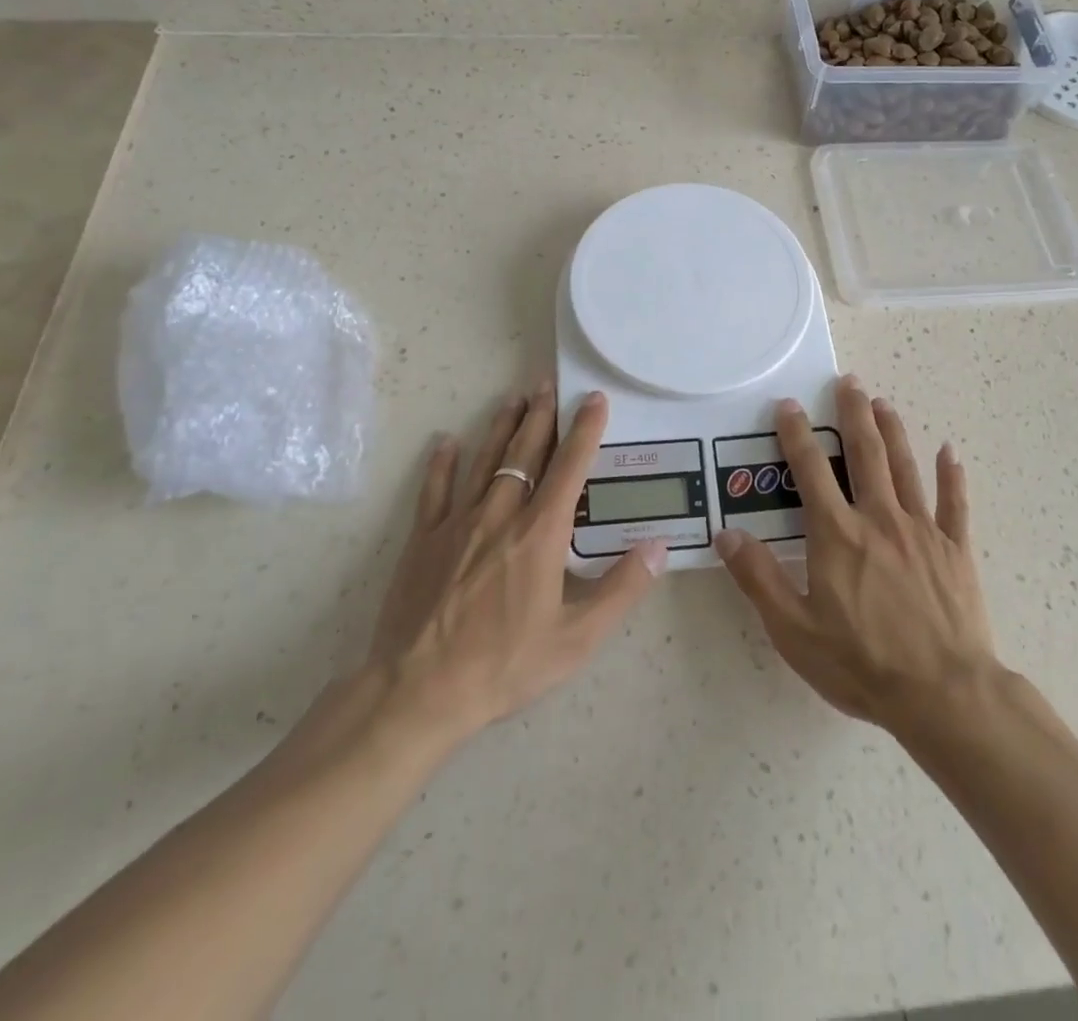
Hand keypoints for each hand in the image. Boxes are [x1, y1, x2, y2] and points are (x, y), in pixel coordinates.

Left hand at [366, 380, 666, 738]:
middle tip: (549, 384)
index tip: (594, 400)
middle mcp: (501, 515)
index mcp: (540, 534)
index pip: (569, 468)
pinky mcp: (423, 540)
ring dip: (501, 427)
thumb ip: (621, 589)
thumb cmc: (504, 666)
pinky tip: (446, 442)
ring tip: (514, 398)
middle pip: (525, 453)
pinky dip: (441, 464)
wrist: (417, 692)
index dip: (585, 430)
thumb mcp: (576, 639)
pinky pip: (434, 490)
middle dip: (541, 416)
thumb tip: (659, 546)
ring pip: (484, 461)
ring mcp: (457, 523)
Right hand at [715, 374, 993, 730]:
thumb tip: (727, 534)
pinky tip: (949, 452)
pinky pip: (954, 503)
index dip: (796, 434)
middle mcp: (879, 518)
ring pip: (905, 467)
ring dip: (893, 431)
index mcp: (837, 533)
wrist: (943, 694)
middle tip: (849, 382)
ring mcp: (922, 530)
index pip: (810, 469)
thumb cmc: (861, 662)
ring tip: (883, 403)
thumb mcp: (793, 628)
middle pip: (865, 453)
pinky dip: (951, 475)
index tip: (788, 405)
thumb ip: (759, 578)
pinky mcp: (955, 549)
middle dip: (853, 413)